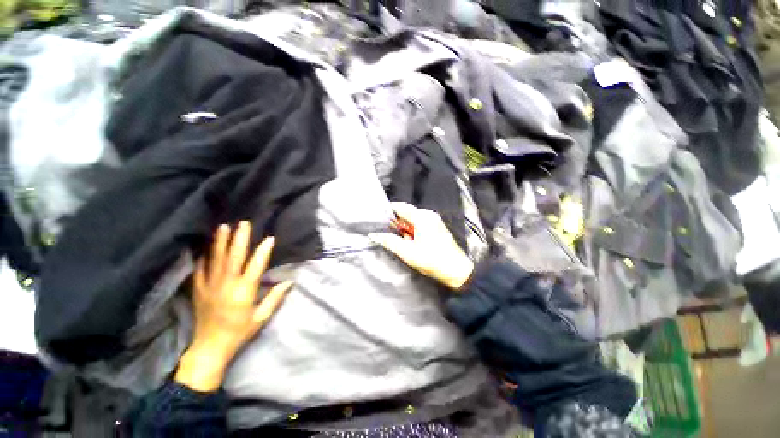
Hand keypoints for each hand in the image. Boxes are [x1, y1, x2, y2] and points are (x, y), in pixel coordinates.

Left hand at [175, 221, 292, 391]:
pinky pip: (200, 269)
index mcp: (244, 291)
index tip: (269, 238)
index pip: (256, 266)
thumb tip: (289, 281)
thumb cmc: (239, 332)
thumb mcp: (261, 317)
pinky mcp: (198, 290)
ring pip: (216, 259)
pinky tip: (205, 247)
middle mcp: (226, 284)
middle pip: (234, 257)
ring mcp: (210, 286)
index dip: (263, 251)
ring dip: (220, 242)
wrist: (209, 348)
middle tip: (243, 223)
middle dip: (239, 238)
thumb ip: (274, 298)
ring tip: (223, 227)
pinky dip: (203, 257)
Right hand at [370, 202, 473, 289]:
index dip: (388, 211)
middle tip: (384, 232)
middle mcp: (428, 215)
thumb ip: (390, 242)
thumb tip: (374, 235)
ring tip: (397, 239)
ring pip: (412, 220)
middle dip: (395, 222)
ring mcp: (433, 221)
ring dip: (403, 228)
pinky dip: (411, 231)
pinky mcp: (436, 228)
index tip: (377, 217)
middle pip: (406, 213)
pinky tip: (409, 242)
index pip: (400, 207)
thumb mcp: (407, 252)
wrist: (456, 271)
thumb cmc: (432, 260)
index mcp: (422, 217)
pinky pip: (419, 225)